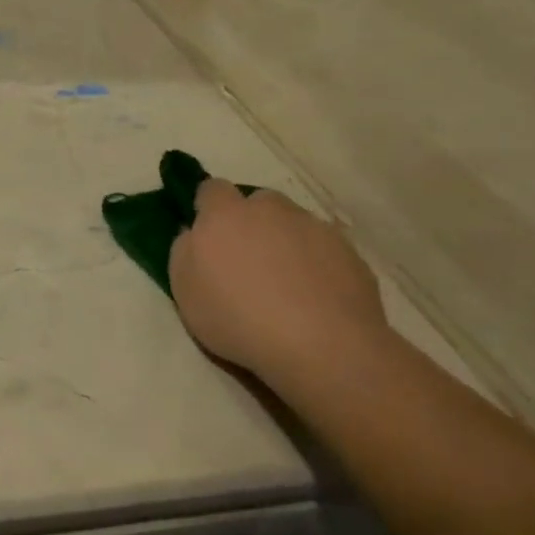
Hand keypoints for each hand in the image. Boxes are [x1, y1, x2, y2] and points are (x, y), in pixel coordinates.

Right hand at [168, 182, 388, 380]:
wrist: (321, 345)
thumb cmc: (237, 317)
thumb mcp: (184, 290)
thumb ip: (184, 251)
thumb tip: (194, 233)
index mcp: (225, 215)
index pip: (211, 189)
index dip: (208, 207)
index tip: (207, 234)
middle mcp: (271, 210)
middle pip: (258, 202)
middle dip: (251, 222)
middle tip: (246, 261)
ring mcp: (315, 228)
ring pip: (294, 224)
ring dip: (285, 242)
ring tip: (285, 285)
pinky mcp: (350, 253)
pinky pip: (324, 250)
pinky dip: (316, 265)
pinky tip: (315, 300)